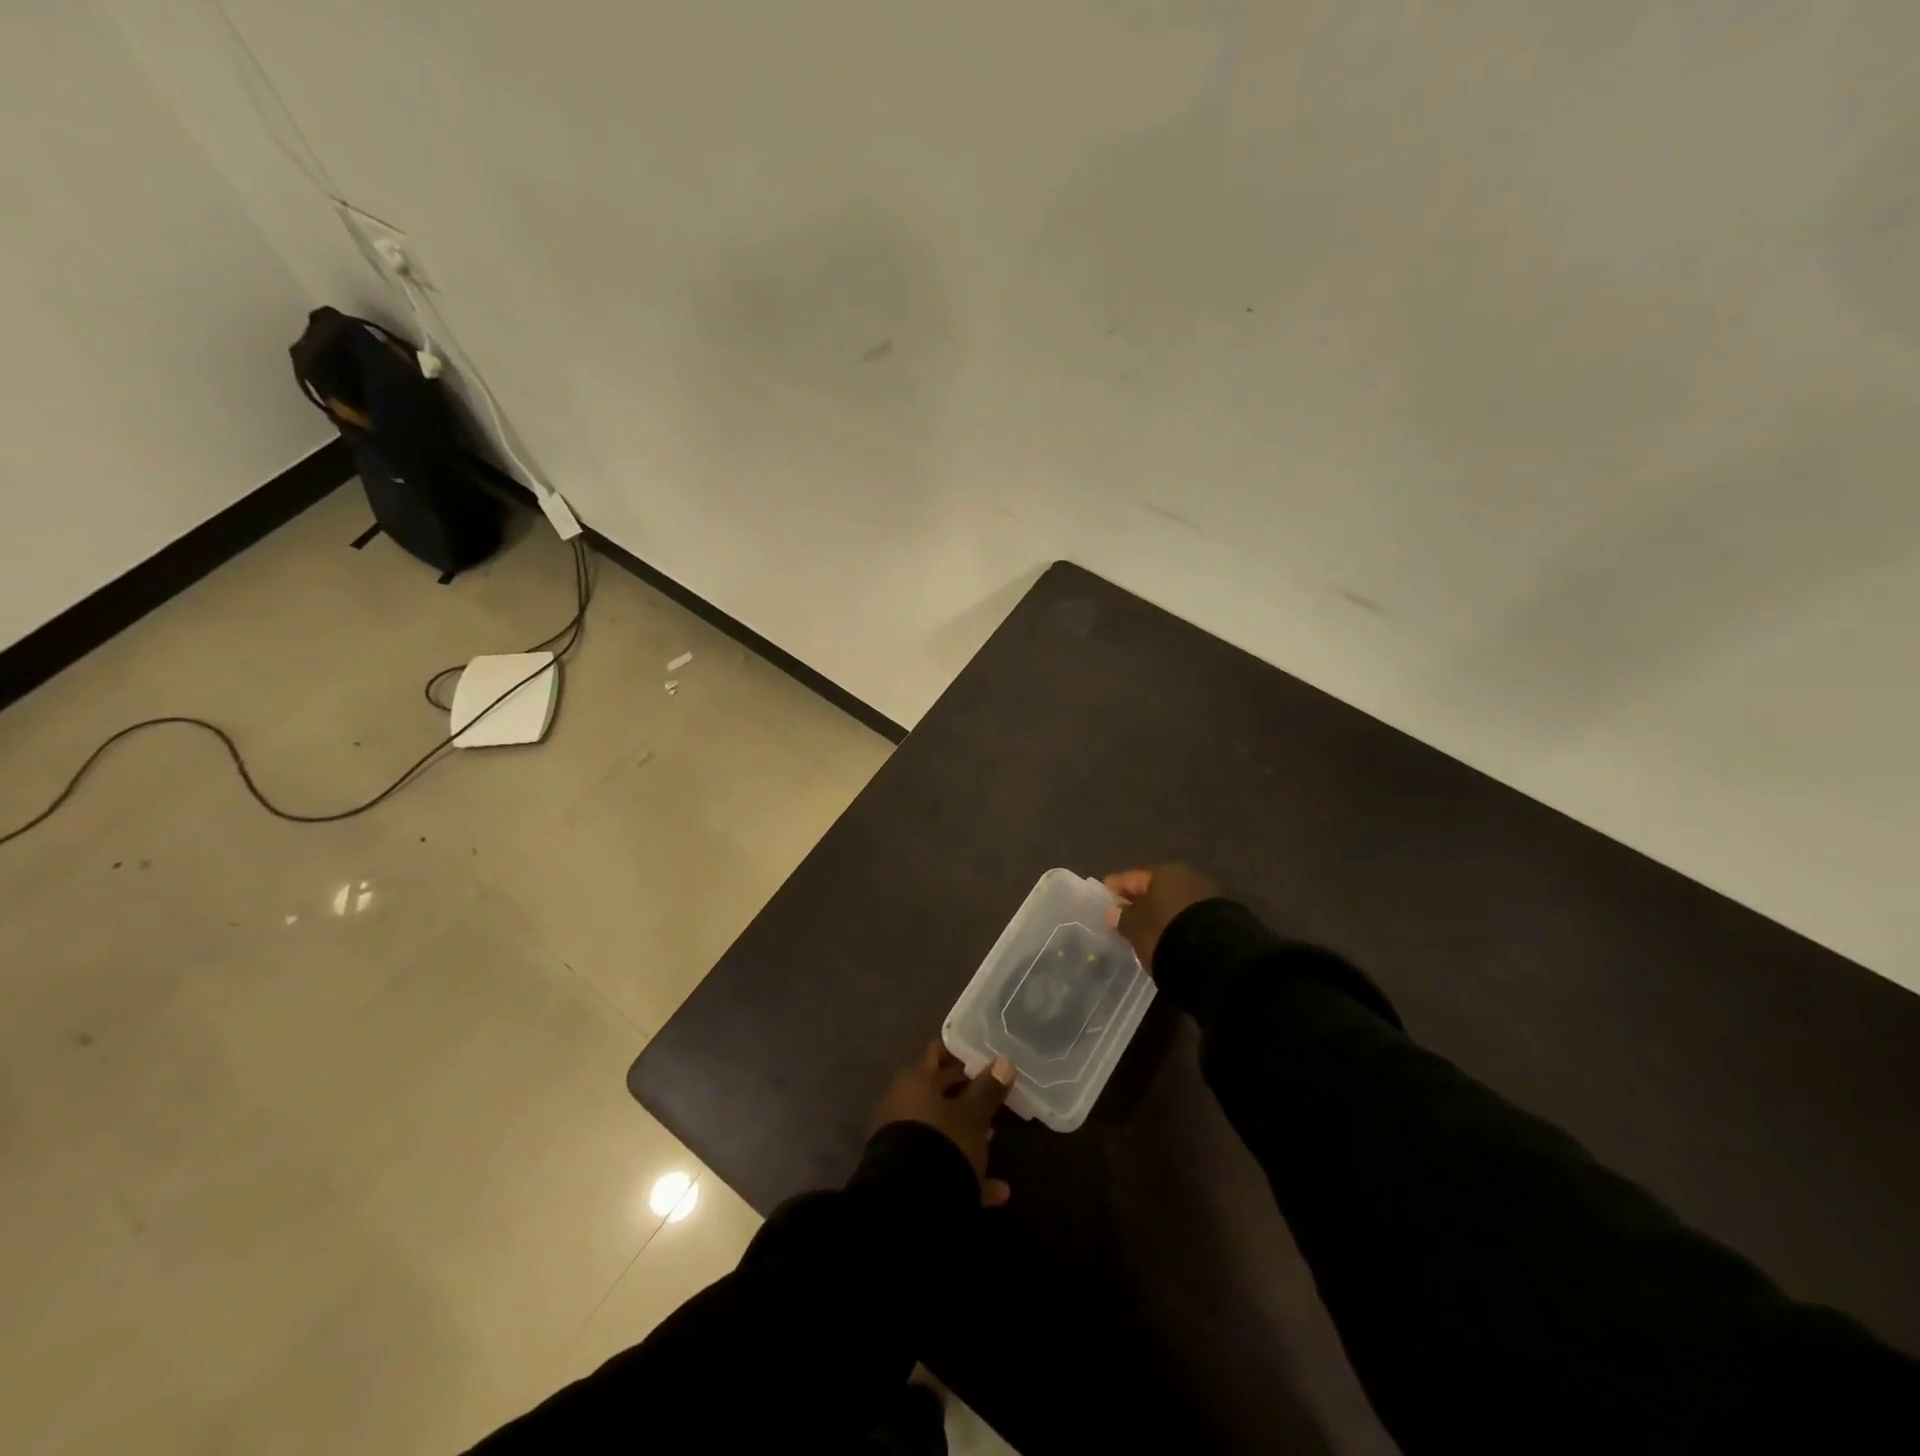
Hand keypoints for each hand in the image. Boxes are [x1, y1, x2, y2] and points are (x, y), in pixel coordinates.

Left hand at [872, 1042, 1013, 1207]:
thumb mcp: (973, 1115)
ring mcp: (903, 1139)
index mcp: (916, 1081)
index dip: (960, 1053)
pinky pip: (939, 1164)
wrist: (908, 1204)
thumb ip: (988, 1089)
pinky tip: (998, 1190)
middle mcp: (904, 1104)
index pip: (937, 1053)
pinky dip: (963, 1171)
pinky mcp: (907, 1173)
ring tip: (994, 1138)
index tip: (986, 1058)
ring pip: (940, 1128)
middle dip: (966, 1093)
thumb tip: (1004, 1062)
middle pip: (938, 1091)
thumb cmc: (943, 1142)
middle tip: (995, 1095)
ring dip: (965, 1132)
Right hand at [1103, 864, 1221, 971]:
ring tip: (1150, 926)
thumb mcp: (1137, 929)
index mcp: (1162, 873)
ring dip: (1162, 910)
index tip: (1104, 894)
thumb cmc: (1166, 934)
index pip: (1132, 878)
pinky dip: (1179, 920)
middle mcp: (1186, 876)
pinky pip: (1190, 913)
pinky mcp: (1223, 914)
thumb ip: (1123, 918)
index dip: (1116, 886)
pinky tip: (1173, 933)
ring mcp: (1208, 894)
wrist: (1218, 957)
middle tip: (1126, 912)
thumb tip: (1113, 911)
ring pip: (1175, 899)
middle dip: (1141, 898)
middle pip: (1156, 887)